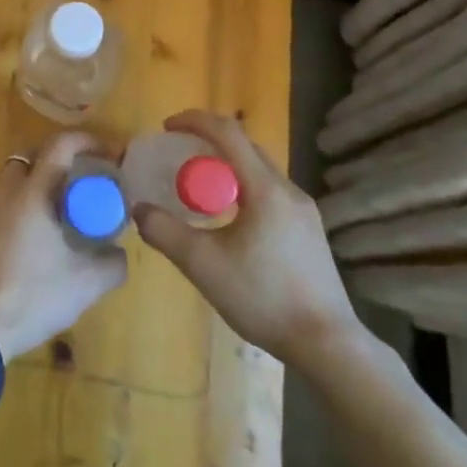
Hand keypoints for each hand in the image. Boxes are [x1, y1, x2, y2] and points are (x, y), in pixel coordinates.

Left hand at [0, 131, 128, 359]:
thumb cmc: (30, 297)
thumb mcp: (84, 285)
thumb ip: (112, 264)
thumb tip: (119, 251)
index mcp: (32, 192)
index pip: (60, 144)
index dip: (86, 140)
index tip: (107, 152)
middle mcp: (2, 189)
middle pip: (32, 157)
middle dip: (59, 162)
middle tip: (80, 185)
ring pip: (10, 181)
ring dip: (34, 187)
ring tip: (54, 216)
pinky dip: (13, 210)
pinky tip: (24, 242)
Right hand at [132, 110, 369, 378]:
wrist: (328, 345)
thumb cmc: (263, 298)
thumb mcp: (202, 265)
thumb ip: (164, 232)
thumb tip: (138, 209)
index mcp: (265, 189)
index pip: (228, 132)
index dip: (194, 121)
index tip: (166, 127)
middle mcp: (289, 190)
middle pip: (245, 147)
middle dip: (208, 141)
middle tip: (177, 155)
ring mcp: (305, 211)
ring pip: (259, 170)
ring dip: (226, 165)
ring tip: (198, 187)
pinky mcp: (309, 231)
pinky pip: (270, 192)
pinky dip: (243, 187)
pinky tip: (229, 219)